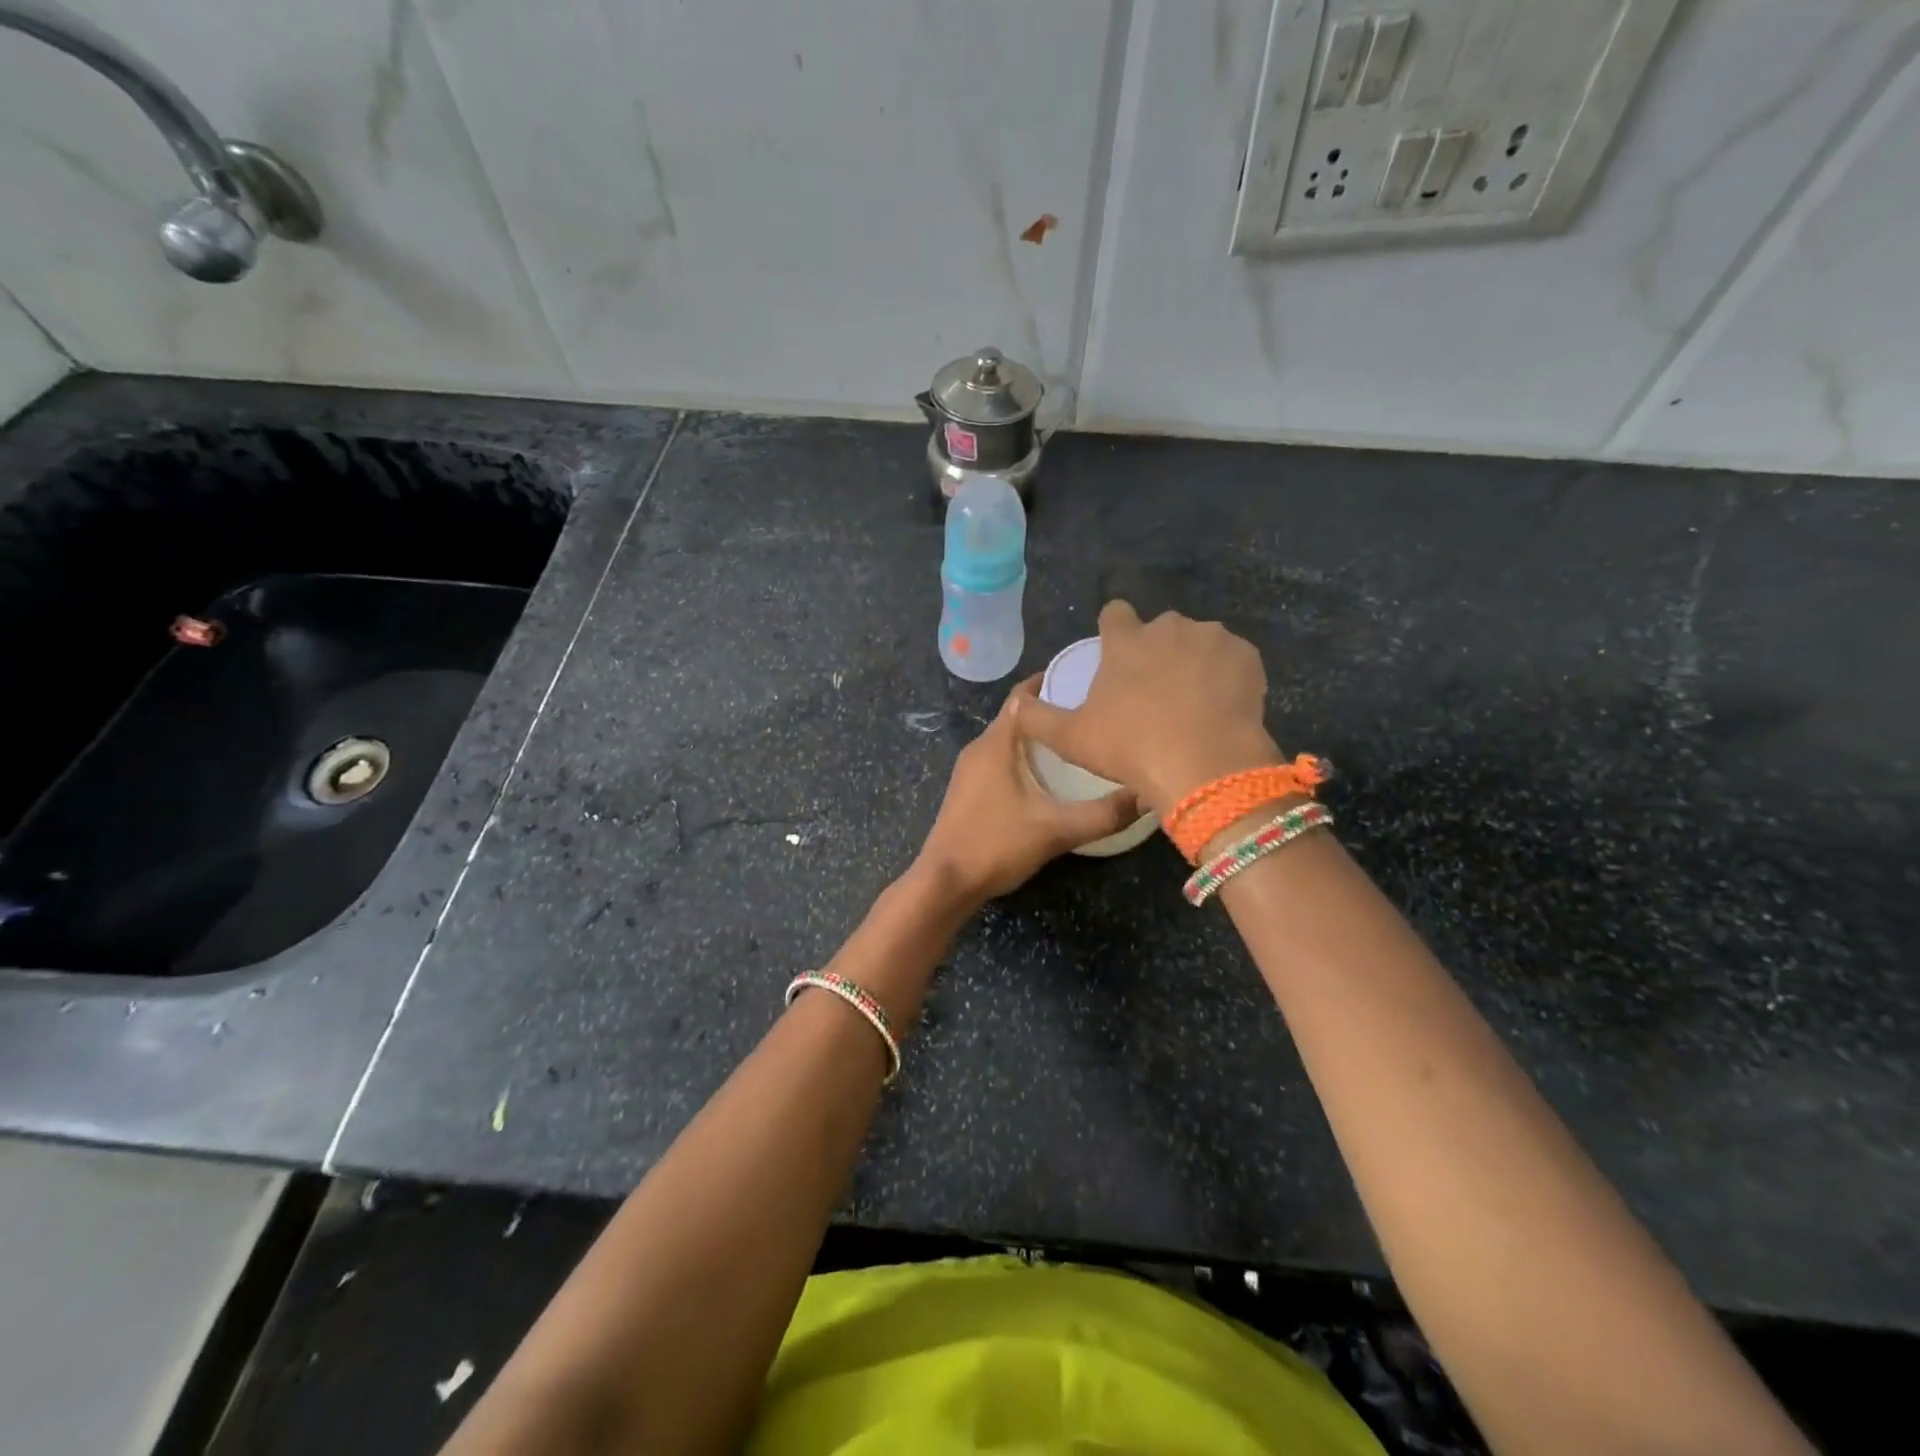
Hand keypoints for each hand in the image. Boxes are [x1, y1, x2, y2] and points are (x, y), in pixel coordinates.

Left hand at [915, 676, 1139, 907]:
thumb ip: (1104, 813)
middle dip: (1052, 711)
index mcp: (996, 743)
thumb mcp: (1056, 830)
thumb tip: (1147, 795)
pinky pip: (1001, 760)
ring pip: (1009, 741)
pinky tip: (1050, 777)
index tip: (1087, 681)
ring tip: (1078, 742)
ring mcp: (970, 771)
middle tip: (1092, 714)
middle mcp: (979, 748)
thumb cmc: (996, 845)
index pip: (1023, 695)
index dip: (1052, 682)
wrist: (945, 882)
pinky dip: (1025, 758)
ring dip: (1039, 738)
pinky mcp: (969, 791)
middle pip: (1018, 716)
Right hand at [1012, 600, 1280, 815]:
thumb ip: (1037, 718)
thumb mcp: (1070, 739)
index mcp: (1126, 641)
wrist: (1205, 767)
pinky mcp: (1247, 657)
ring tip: (1192, 704)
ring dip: (1194, 662)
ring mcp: (1212, 639)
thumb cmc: (1130, 748)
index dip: (1114, 630)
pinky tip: (1221, 707)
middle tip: (1155, 693)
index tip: (1117, 655)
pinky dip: (1227, 677)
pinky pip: (1232, 660)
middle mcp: (1169, 628)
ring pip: (1199, 643)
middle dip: (1157, 652)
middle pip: (1160, 630)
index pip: (1115, 613)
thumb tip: (1016, 704)